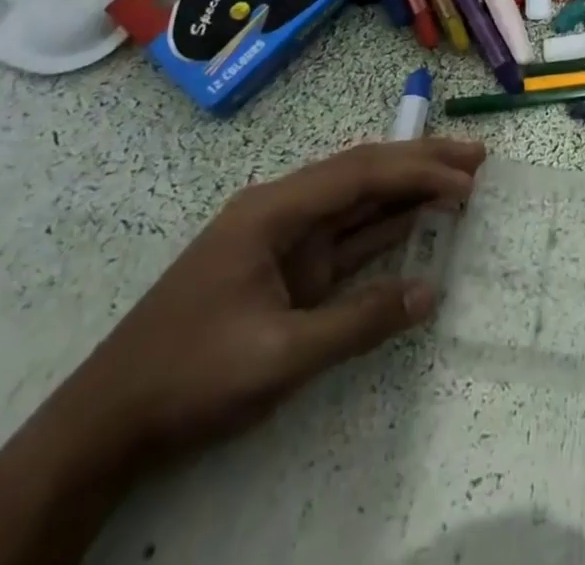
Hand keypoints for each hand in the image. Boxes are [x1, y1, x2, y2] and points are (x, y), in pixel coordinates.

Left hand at [42, 137, 484, 470]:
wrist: (108, 423)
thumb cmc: (189, 377)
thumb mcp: (277, 356)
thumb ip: (357, 322)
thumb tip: (430, 293)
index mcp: (274, 210)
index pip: (360, 174)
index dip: (417, 170)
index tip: (466, 178)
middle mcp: (282, 210)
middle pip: (362, 174)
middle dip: (420, 164)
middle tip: (477, 160)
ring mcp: (284, 239)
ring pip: (357, 201)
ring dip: (407, 190)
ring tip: (460, 180)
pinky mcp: (287, 269)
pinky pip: (346, 238)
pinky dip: (385, 229)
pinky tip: (418, 222)